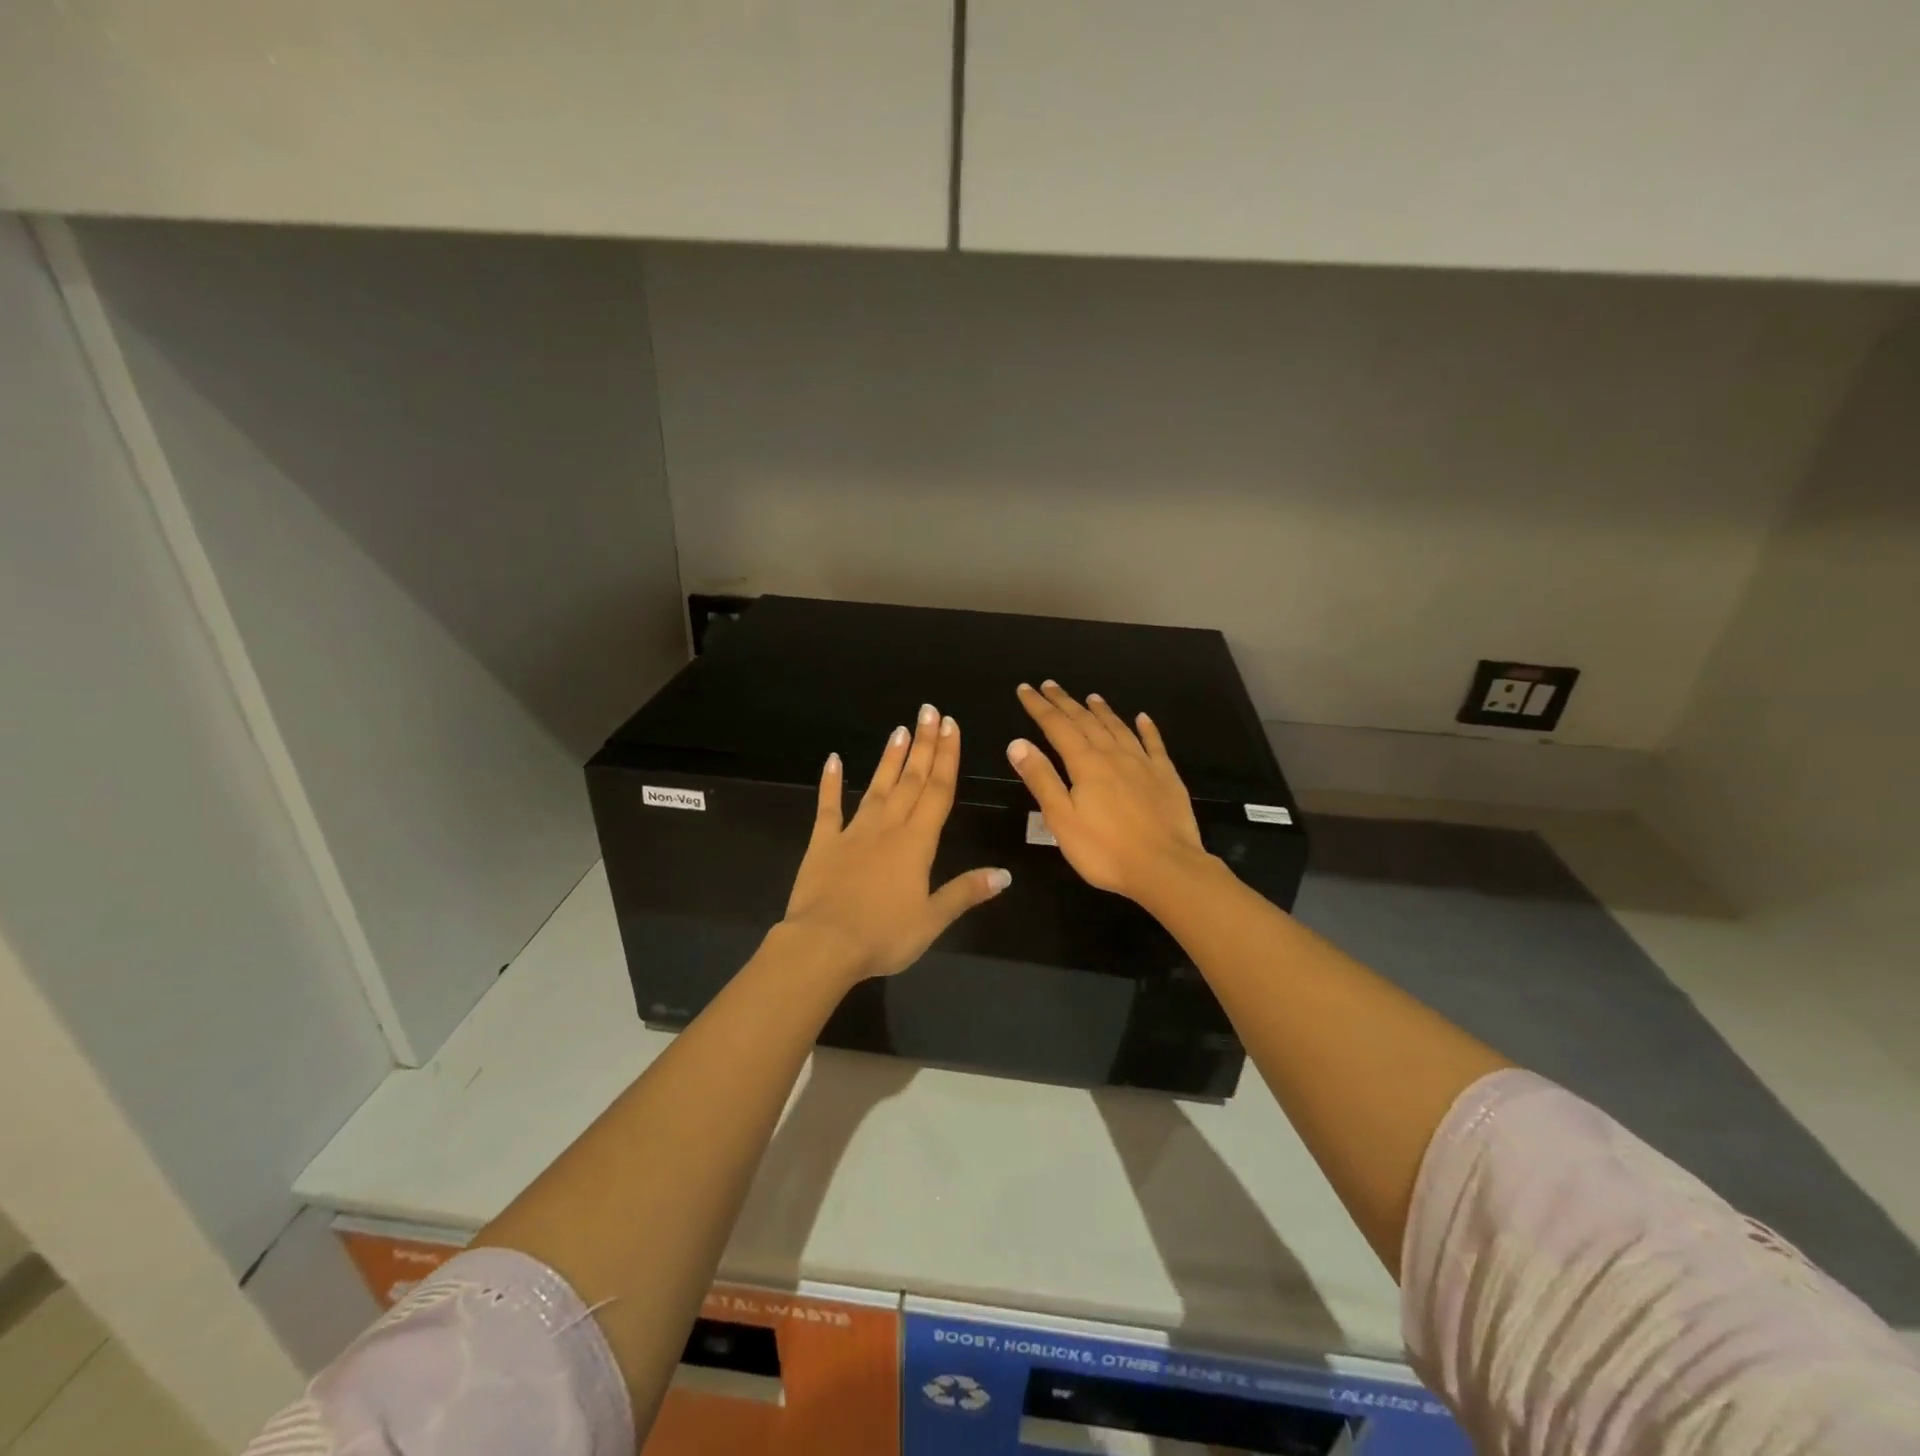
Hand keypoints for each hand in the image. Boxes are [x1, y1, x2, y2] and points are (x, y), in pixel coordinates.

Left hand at [780, 704, 1010, 985]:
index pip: (938, 791)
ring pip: (876, 786)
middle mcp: (888, 827)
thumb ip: (966, 892)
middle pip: (911, 780)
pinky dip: (830, 782)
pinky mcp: (823, 842)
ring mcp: (853, 832)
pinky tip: (833, 760)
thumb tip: (1004, 874)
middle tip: (929, 711)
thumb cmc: (883, 935)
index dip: (947, 757)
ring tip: (900, 729)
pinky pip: (828, 807)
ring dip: (890, 757)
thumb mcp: (932, 920)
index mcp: (917, 843)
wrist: (823, 945)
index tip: (951, 726)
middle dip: (924, 745)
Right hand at [1006, 681, 1212, 902]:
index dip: (1039, 707)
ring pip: (1118, 728)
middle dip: (1065, 702)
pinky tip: (1143, 718)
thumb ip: (1041, 779)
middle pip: (1086, 721)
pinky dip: (1147, 728)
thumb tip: (1017, 743)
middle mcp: (1114, 755)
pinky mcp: (1166, 777)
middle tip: (1050, 685)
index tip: (1026, 689)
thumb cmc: (1105, 850)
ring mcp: (1143, 764)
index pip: (1057, 726)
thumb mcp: (1061, 819)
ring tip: (1090, 697)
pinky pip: (1154, 744)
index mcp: (1086, 764)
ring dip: (1102, 710)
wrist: (1166, 868)